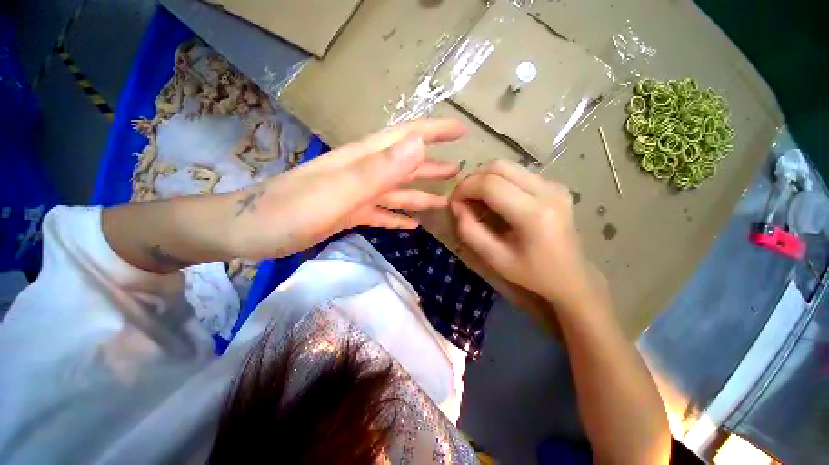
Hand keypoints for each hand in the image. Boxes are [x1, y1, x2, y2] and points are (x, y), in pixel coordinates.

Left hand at [229, 119, 465, 258]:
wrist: (245, 231)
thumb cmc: (286, 212)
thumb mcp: (337, 191)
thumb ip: (378, 169)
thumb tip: (418, 144)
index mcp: (362, 161)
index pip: (405, 137)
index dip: (434, 132)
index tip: (460, 132)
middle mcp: (363, 173)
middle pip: (405, 164)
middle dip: (434, 164)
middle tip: (459, 170)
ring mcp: (356, 195)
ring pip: (397, 191)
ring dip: (421, 194)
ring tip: (444, 201)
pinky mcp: (349, 213)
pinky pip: (381, 213)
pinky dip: (398, 218)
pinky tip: (412, 225)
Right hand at [450, 160, 602, 313]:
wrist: (571, 278)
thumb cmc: (530, 273)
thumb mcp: (493, 258)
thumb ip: (469, 230)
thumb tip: (456, 204)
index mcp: (534, 214)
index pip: (490, 184)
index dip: (465, 188)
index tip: (453, 201)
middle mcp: (548, 191)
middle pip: (499, 166)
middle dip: (473, 179)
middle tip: (463, 198)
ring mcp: (555, 185)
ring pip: (508, 166)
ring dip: (485, 179)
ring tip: (477, 199)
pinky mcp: (555, 186)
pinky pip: (519, 173)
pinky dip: (499, 181)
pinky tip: (496, 200)